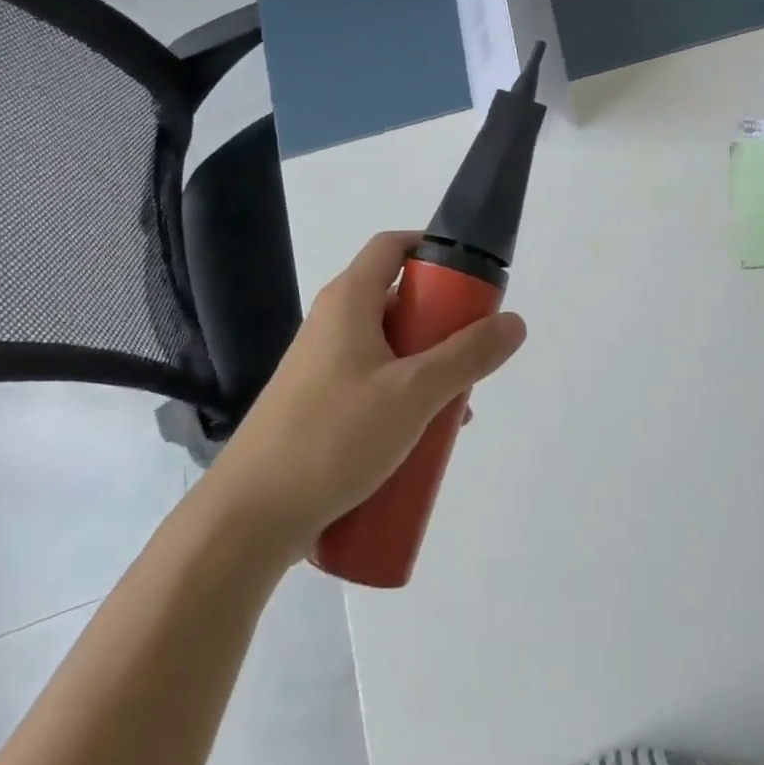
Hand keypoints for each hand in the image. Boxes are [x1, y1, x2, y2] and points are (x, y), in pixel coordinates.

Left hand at [208, 231, 526, 557]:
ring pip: (388, 346)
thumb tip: (515, 322)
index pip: (393, 246)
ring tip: (456, 407)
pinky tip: (423, 438)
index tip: (472, 277)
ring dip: (426, 366)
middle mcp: (332, 322)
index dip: (433, 248)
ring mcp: (321, 365)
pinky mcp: (317, 404)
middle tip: (473, 353)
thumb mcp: (413, 394)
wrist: (247, 518)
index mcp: (348, 300)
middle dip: (442, 322)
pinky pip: (372, 382)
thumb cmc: (332, 437)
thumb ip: (467, 356)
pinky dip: (403, 395)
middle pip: (397, 298)